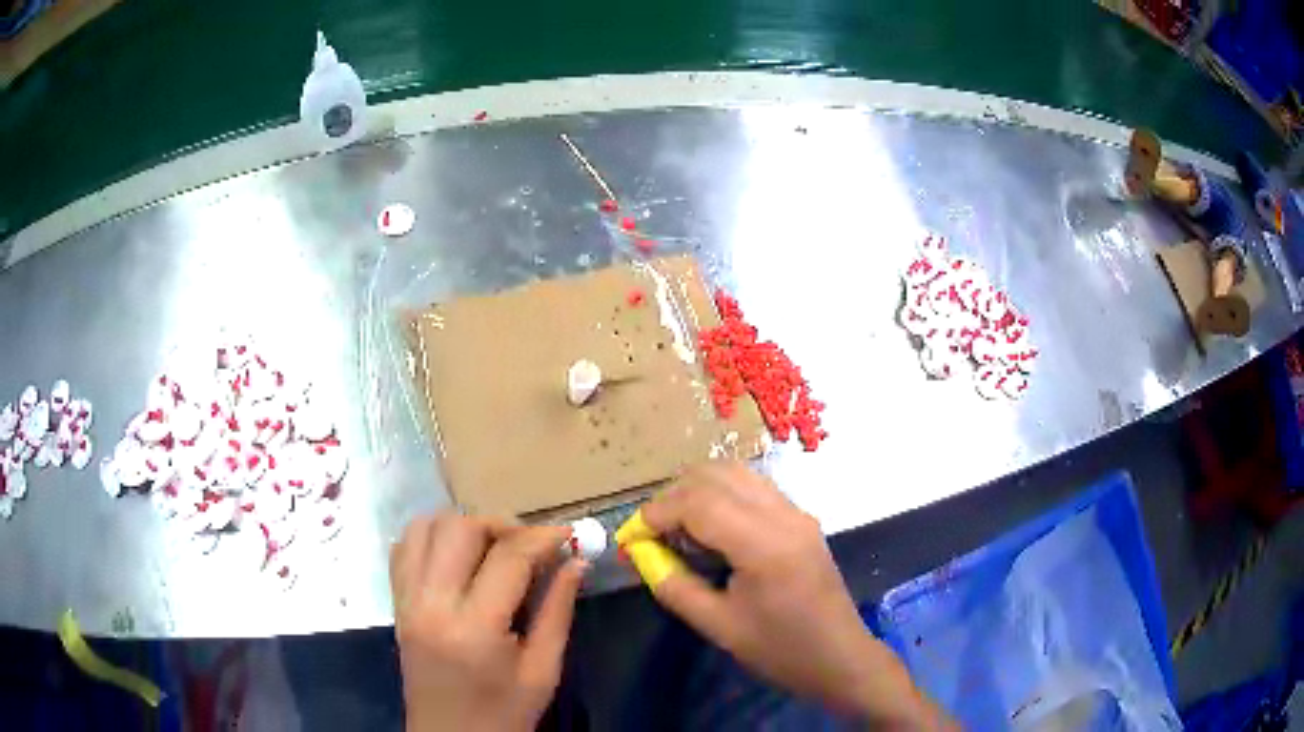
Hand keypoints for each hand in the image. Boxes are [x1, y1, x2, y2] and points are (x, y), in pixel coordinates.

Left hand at [390, 513, 585, 731]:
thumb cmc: (504, 714)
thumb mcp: (543, 671)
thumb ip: (558, 611)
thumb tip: (576, 561)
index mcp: (474, 628)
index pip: (508, 558)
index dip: (542, 538)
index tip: (567, 535)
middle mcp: (431, 604)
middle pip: (458, 528)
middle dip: (500, 525)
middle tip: (529, 545)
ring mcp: (407, 601)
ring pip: (424, 527)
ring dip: (462, 526)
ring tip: (492, 548)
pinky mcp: (397, 604)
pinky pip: (404, 548)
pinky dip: (431, 538)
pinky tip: (457, 557)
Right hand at [638, 461, 947, 726]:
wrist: (840, 657)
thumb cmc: (780, 650)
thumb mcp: (719, 626)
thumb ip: (675, 586)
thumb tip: (641, 555)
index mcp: (765, 544)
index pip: (699, 502)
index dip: (657, 513)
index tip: (631, 537)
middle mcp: (784, 515)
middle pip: (717, 475)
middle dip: (674, 496)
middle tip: (652, 532)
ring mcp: (797, 512)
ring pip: (737, 474)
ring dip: (698, 491)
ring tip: (677, 529)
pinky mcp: (802, 518)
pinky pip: (754, 488)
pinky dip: (722, 496)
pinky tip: (711, 530)